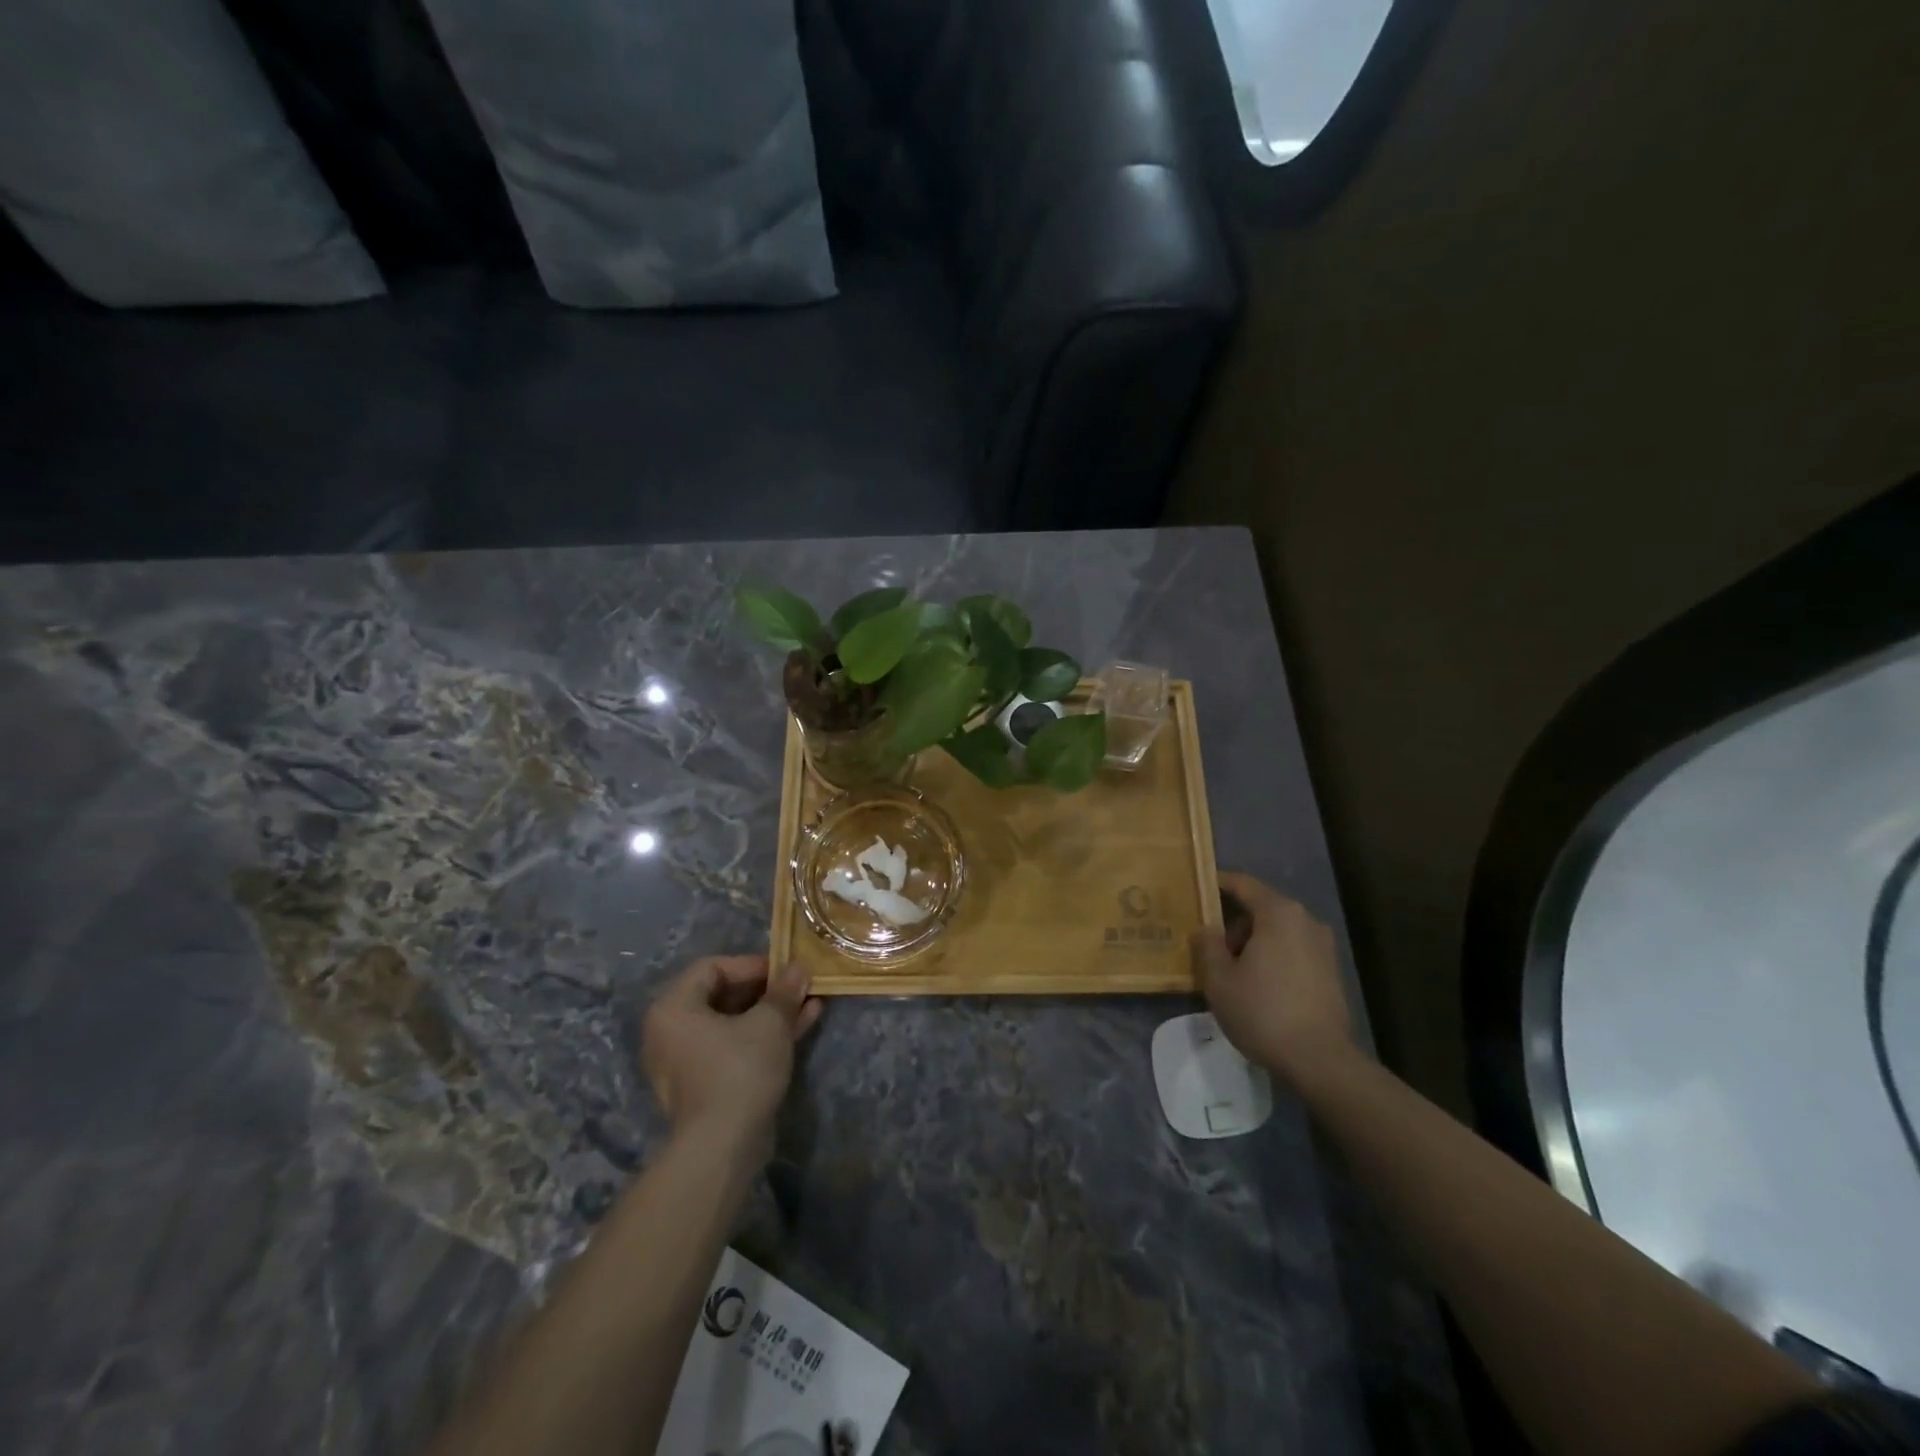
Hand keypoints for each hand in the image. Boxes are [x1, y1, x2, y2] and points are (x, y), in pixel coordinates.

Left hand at [641, 956, 821, 1159]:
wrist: (722, 1148)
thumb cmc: (739, 1070)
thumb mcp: (769, 1023)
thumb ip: (784, 991)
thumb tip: (799, 967)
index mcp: (673, 1008)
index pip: (712, 968)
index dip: (752, 964)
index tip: (785, 970)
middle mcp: (671, 1032)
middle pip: (723, 995)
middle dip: (767, 989)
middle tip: (799, 986)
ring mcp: (687, 1062)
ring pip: (734, 1024)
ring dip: (771, 1012)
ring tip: (810, 1003)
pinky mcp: (705, 1085)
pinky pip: (734, 1048)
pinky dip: (763, 1036)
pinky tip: (802, 1026)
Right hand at [1191, 873, 1356, 1085]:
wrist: (1319, 1060)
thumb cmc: (1262, 1011)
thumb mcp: (1219, 978)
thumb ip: (1207, 944)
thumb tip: (1207, 928)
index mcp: (1278, 913)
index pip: (1243, 884)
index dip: (1218, 883)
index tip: (1197, 887)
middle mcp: (1305, 921)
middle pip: (1261, 908)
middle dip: (1234, 923)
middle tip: (1210, 946)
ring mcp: (1323, 946)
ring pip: (1277, 932)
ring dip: (1253, 943)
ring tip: (1232, 971)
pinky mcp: (1331, 971)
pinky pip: (1292, 951)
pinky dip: (1272, 958)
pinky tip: (1258, 986)